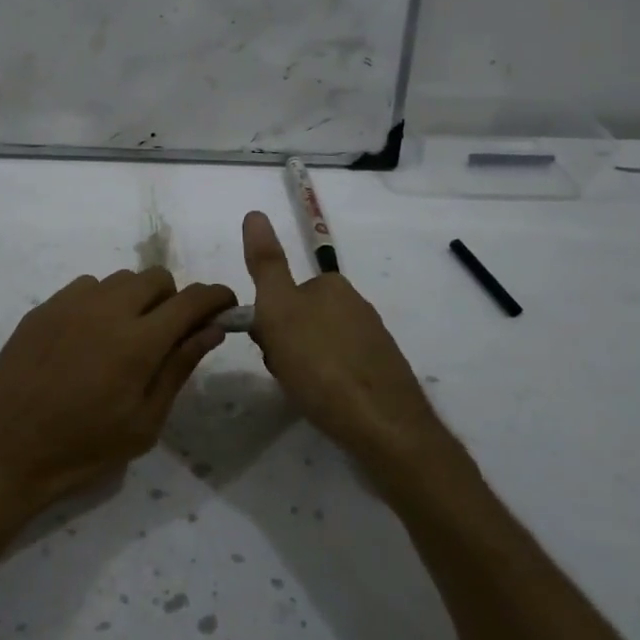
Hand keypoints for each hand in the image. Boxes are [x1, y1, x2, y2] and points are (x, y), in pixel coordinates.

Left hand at [0, 269, 236, 515]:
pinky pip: (87, 287)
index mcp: (139, 341)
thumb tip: (212, 330)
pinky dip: (101, 302)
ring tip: (125, 339)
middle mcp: (108, 308)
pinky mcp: (44, 306)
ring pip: (121, 279)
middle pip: (157, 277)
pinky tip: (88, 338)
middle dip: (174, 299)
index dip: (216, 298)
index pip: (192, 300)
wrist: (2, 448)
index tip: (226, 307)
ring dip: (136, 299)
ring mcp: (71, 302)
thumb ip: (179, 368)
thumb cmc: (80, 447)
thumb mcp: (143, 423)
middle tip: (167, 336)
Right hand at [241, 210, 449, 470]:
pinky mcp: (384, 373)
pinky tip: (328, 404)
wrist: (383, 426)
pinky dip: (329, 382)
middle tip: (285, 371)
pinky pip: (342, 369)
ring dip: (306, 364)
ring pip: (322, 345)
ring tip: (305, 392)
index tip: (270, 345)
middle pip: (303, 319)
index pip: (286, 293)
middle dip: (287, 343)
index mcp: (333, 286)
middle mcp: (357, 306)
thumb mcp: (279, 310)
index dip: (270, 320)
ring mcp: (374, 340)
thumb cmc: (321, 364)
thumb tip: (255, 213)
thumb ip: (266, 264)